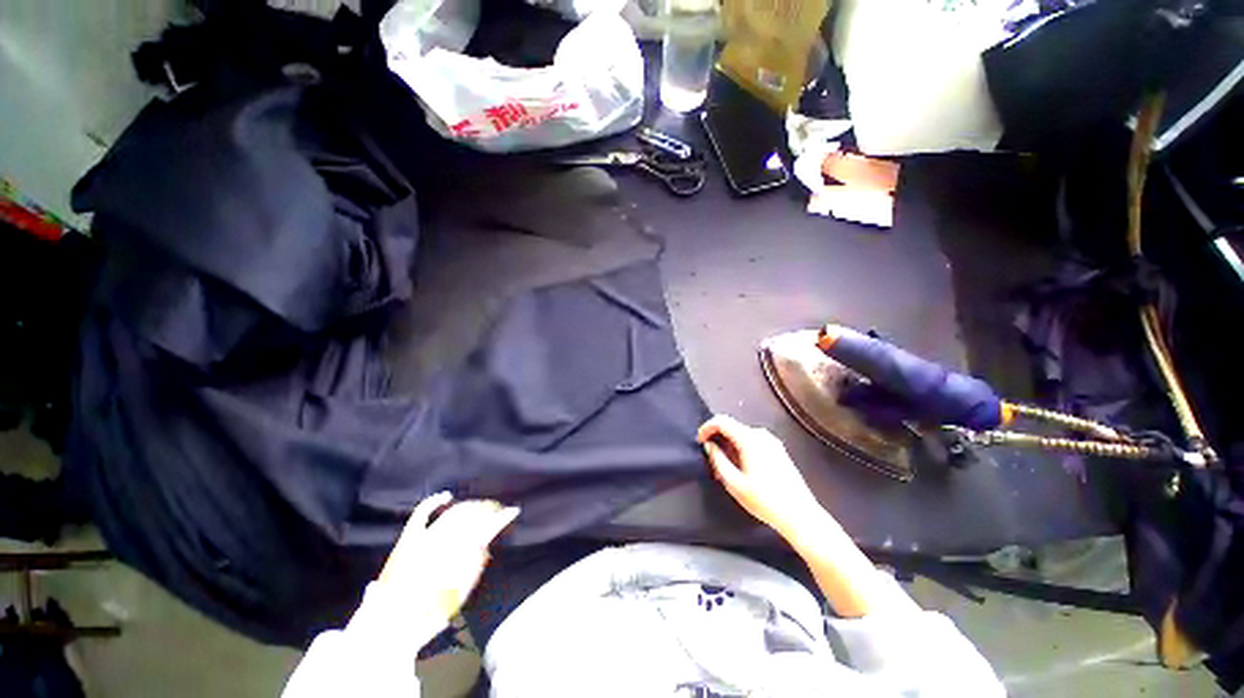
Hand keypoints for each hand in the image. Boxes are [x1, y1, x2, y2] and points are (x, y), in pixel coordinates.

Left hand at [373, 492, 519, 644]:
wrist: (388, 628)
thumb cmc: (427, 617)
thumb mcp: (457, 595)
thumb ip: (473, 567)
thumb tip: (484, 544)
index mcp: (458, 555)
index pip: (486, 527)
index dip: (500, 518)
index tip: (512, 511)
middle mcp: (442, 541)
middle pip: (471, 515)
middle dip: (487, 509)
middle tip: (497, 511)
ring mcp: (423, 538)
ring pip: (453, 512)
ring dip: (469, 506)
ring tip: (478, 507)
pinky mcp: (407, 540)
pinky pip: (422, 514)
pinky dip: (434, 502)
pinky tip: (445, 496)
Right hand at [697, 415, 822, 540]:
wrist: (800, 515)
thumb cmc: (765, 501)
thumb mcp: (734, 483)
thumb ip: (718, 460)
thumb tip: (709, 445)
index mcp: (750, 439)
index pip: (722, 421)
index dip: (707, 428)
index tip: (699, 442)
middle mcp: (761, 435)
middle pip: (732, 426)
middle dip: (717, 438)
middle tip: (711, 459)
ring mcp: (772, 441)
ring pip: (741, 434)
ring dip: (729, 445)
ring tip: (724, 468)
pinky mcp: (778, 449)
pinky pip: (752, 441)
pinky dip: (741, 448)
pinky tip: (740, 468)